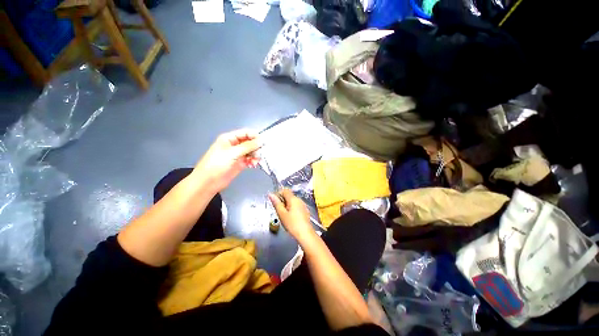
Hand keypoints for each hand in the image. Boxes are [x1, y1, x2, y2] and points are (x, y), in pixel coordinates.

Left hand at [193, 129, 261, 192]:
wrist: (208, 182)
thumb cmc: (217, 164)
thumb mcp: (232, 153)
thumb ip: (248, 146)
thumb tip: (261, 140)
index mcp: (230, 138)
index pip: (245, 133)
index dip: (255, 136)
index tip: (263, 142)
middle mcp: (234, 145)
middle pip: (250, 142)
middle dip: (256, 147)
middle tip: (260, 154)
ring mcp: (238, 154)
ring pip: (251, 151)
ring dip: (255, 155)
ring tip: (255, 161)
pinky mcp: (240, 163)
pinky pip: (250, 159)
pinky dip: (253, 161)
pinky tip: (253, 165)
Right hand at [269, 189, 315, 242]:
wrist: (305, 234)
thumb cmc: (292, 224)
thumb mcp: (281, 214)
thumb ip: (276, 203)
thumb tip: (270, 194)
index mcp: (293, 199)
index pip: (285, 190)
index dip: (278, 194)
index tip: (274, 202)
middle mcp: (299, 200)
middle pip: (289, 196)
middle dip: (282, 201)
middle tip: (278, 210)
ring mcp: (303, 205)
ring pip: (293, 201)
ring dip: (287, 205)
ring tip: (284, 215)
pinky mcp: (305, 211)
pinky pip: (297, 206)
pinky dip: (292, 209)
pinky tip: (290, 218)